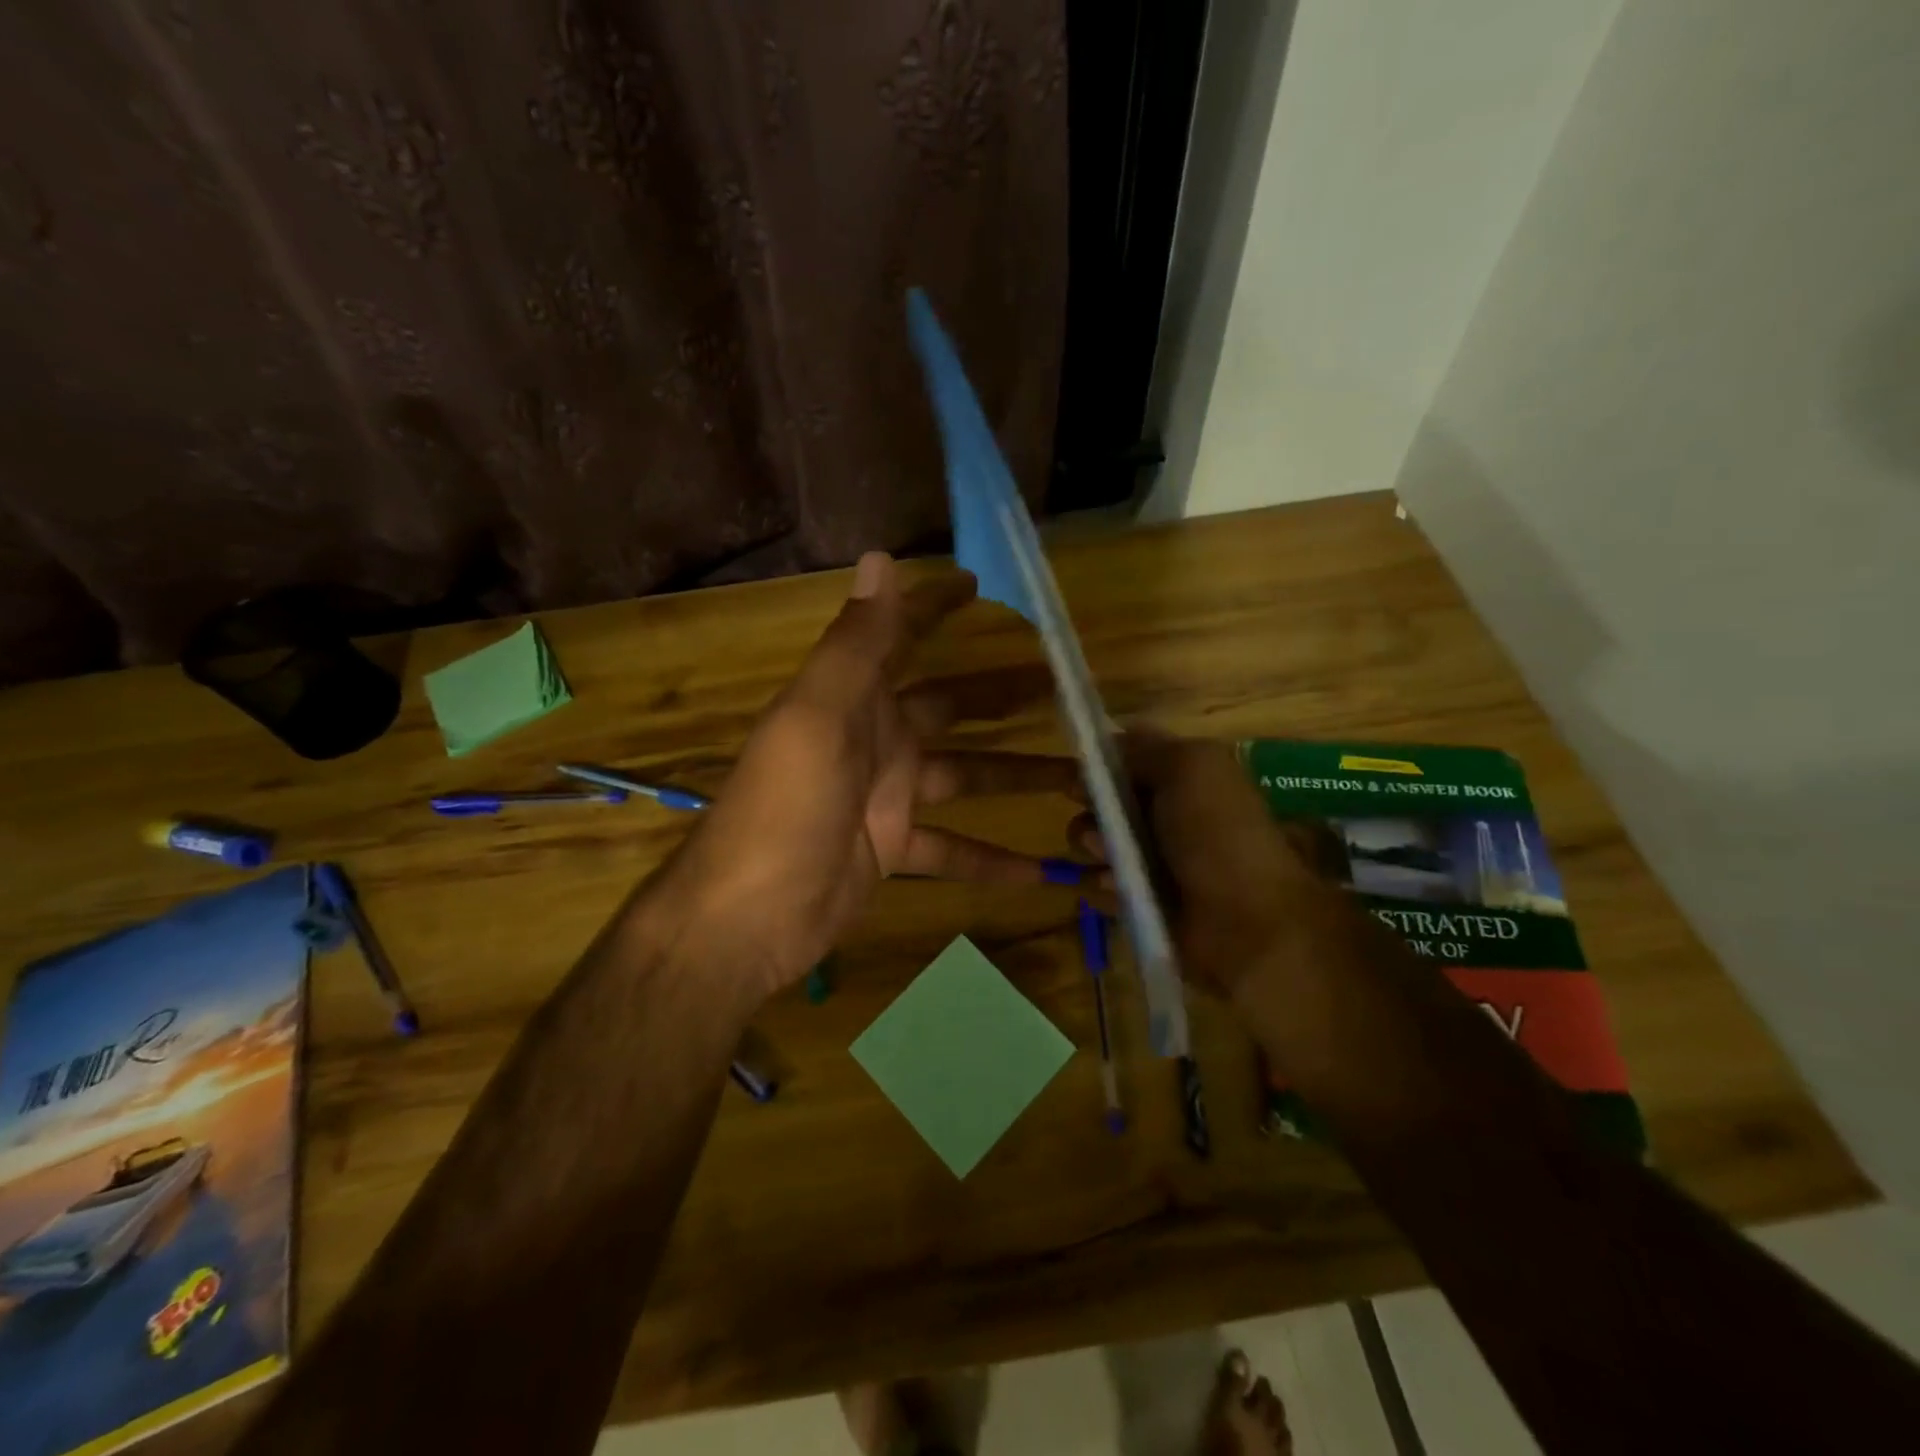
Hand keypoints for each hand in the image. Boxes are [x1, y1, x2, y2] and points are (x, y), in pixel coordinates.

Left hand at [662, 552, 1079, 999]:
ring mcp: (887, 797)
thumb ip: (855, 644)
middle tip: (1064, 687)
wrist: (747, 915)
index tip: (981, 585)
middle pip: (951, 707)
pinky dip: (994, 859)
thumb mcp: (818, 718)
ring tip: (1079, 777)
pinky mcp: (895, 850)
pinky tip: (1043, 871)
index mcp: (855, 699)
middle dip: (1002, 694)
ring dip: (1017, 776)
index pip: (900, 636)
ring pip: (966, 777)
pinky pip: (955, 849)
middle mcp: (875, 739)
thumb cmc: (784, 808)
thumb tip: (880, 558)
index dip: (935, 606)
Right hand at [1072, 731, 1344, 999]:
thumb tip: (1112, 737)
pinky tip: (1119, 892)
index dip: (1098, 766)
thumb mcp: (1191, 766)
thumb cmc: (1218, 834)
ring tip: (1113, 868)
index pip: (1124, 761)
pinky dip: (1103, 887)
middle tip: (1101, 831)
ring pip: (1093, 843)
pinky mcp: (1140, 900)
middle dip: (1092, 812)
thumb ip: (1147, 748)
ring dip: (1094, 851)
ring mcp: (1152, 860)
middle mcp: (1165, 815)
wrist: (1247, 922)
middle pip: (1101, 802)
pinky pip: (1098, 885)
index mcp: (1183, 779)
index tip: (1082, 780)